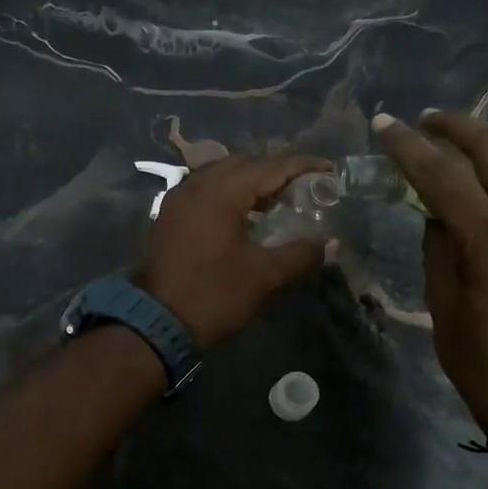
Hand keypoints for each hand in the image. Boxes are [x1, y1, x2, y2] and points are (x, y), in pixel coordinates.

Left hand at [139, 153, 334, 348]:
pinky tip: (242, 217)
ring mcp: (177, 200)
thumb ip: (300, 254)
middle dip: (274, 172)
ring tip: (275, 202)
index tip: (329, 170)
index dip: (302, 166)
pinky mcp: (168, 217)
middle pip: (243, 164)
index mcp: (221, 191)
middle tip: (302, 189)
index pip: (270, 166)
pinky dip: (227, 195)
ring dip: (248, 183)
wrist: (157, 324)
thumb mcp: (264, 275)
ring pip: (219, 176)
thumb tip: (330, 244)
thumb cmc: (214, 295)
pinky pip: (203, 192)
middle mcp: (196, 185)